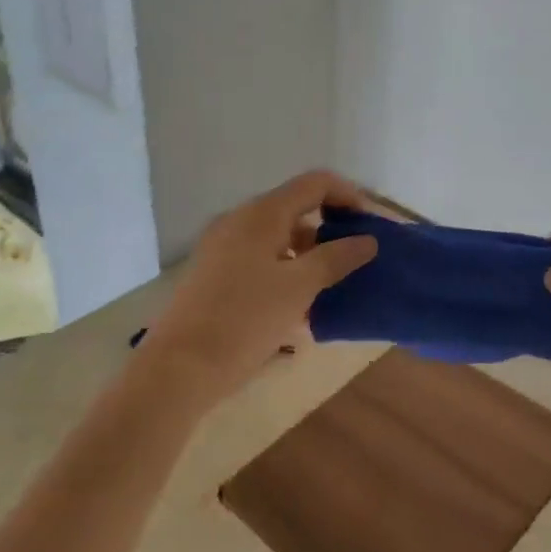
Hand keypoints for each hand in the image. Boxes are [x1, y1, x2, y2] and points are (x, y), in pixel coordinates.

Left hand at [135, 170, 378, 413]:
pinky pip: (260, 257)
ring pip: (277, 236)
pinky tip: (300, 303)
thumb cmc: (245, 320)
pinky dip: (286, 268)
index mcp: (261, 214)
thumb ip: (336, 258)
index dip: (348, 196)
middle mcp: (239, 220)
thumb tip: (367, 240)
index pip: (314, 183)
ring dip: (309, 252)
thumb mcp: (299, 288)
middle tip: (357, 257)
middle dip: (330, 227)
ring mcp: (222, 246)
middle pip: (295, 207)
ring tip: (333, 285)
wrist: (179, 368)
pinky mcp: (214, 272)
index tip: (371, 226)